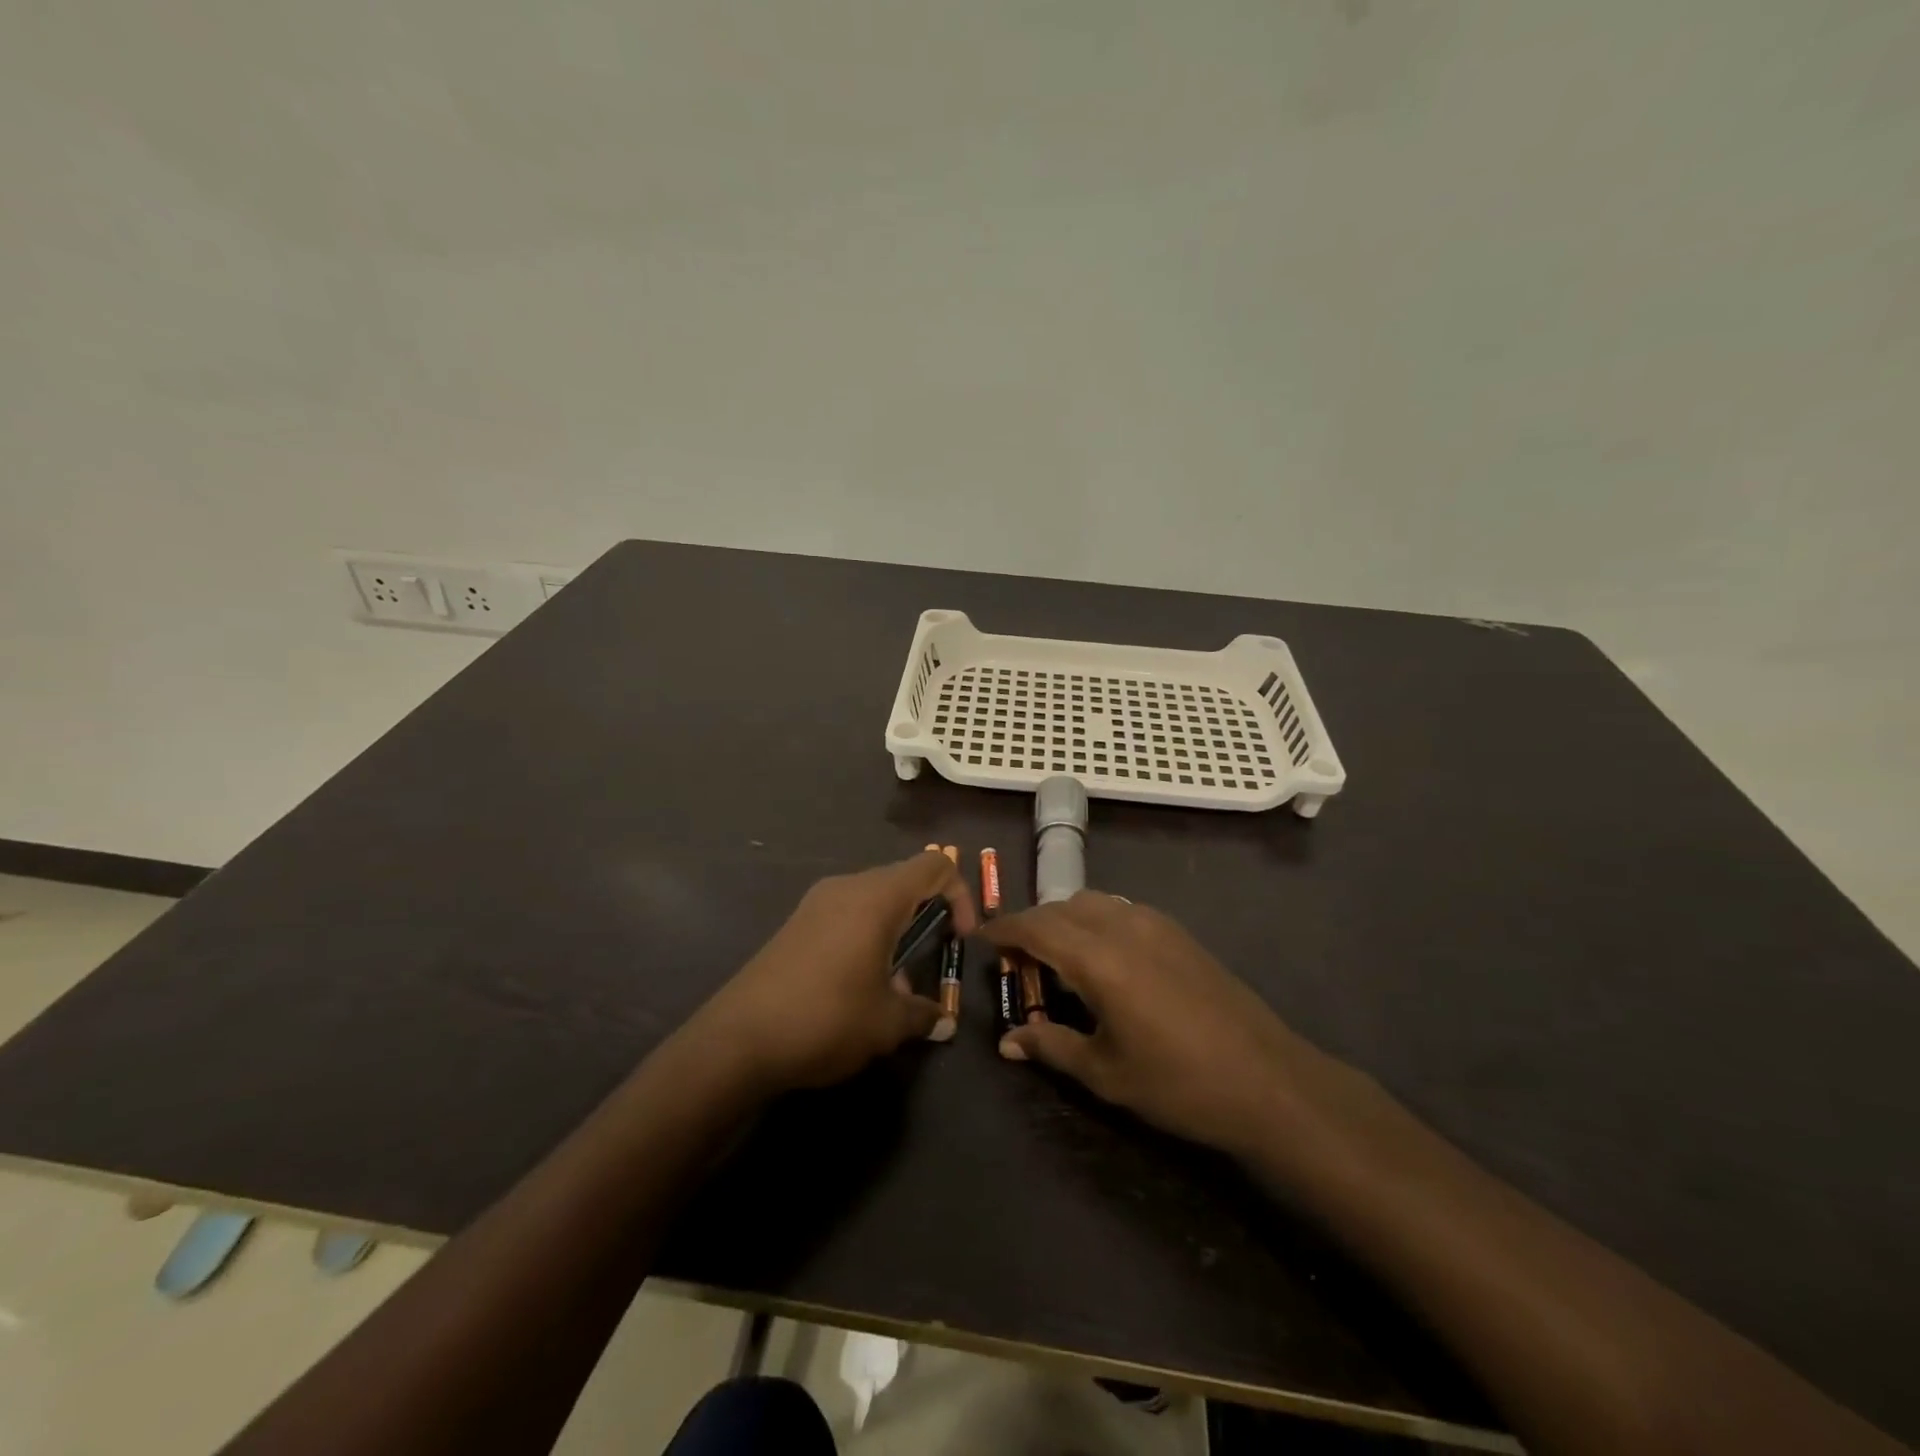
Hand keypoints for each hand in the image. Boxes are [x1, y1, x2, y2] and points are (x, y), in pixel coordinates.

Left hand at [694, 851, 977, 1092]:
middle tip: (933, 961)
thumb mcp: (886, 1024)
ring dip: (896, 932)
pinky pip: (846, 915)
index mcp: (877, 897)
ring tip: (895, 988)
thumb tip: (942, 1020)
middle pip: (904, 881)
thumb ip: (923, 1014)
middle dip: (928, 917)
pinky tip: (858, 986)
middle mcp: (847, 887)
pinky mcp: (796, 924)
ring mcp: (816, 903)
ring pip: (874, 900)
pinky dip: (866, 937)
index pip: (934, 866)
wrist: (737, 1040)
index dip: (960, 895)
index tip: (961, 938)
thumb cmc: (826, 1018)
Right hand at [982, 892, 1308, 1156]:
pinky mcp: (1179, 933)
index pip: (1036, 926)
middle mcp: (1124, 926)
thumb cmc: (1179, 1084)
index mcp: (1099, 958)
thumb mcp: (1106, 1073)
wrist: (1270, 1082)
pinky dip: (1096, 921)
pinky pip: (1121, 910)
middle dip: (1032, 925)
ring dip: (1065, 919)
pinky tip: (1102, 959)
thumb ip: (1051, 1047)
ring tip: (1056, 958)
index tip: (980, 939)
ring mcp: (1156, 924)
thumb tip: (1007, 1042)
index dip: (1004, 929)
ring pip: (1093, 902)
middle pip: (1062, 907)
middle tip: (1016, 959)